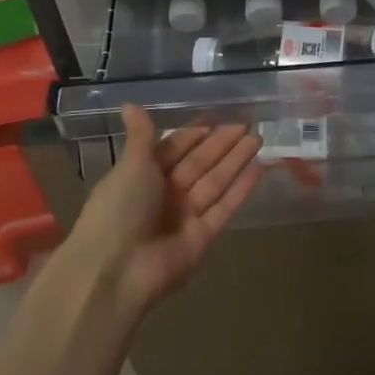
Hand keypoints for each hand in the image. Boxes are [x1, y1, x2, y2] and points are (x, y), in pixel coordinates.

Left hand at [66, 106, 261, 316]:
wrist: (115, 270)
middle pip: (200, 163)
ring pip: (216, 181)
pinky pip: (225, 208)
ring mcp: (186, 216)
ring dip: (237, 160)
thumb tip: (130, 103)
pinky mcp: (203, 237)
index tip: (217, 116)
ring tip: (259, 138)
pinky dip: (241, 190)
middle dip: (223, 143)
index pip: (175, 148)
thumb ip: (142, 136)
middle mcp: (165, 194)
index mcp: (143, 175)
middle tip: (249, 123)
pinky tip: (259, 169)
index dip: (195, 133)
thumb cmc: (118, 210)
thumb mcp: (130, 166)